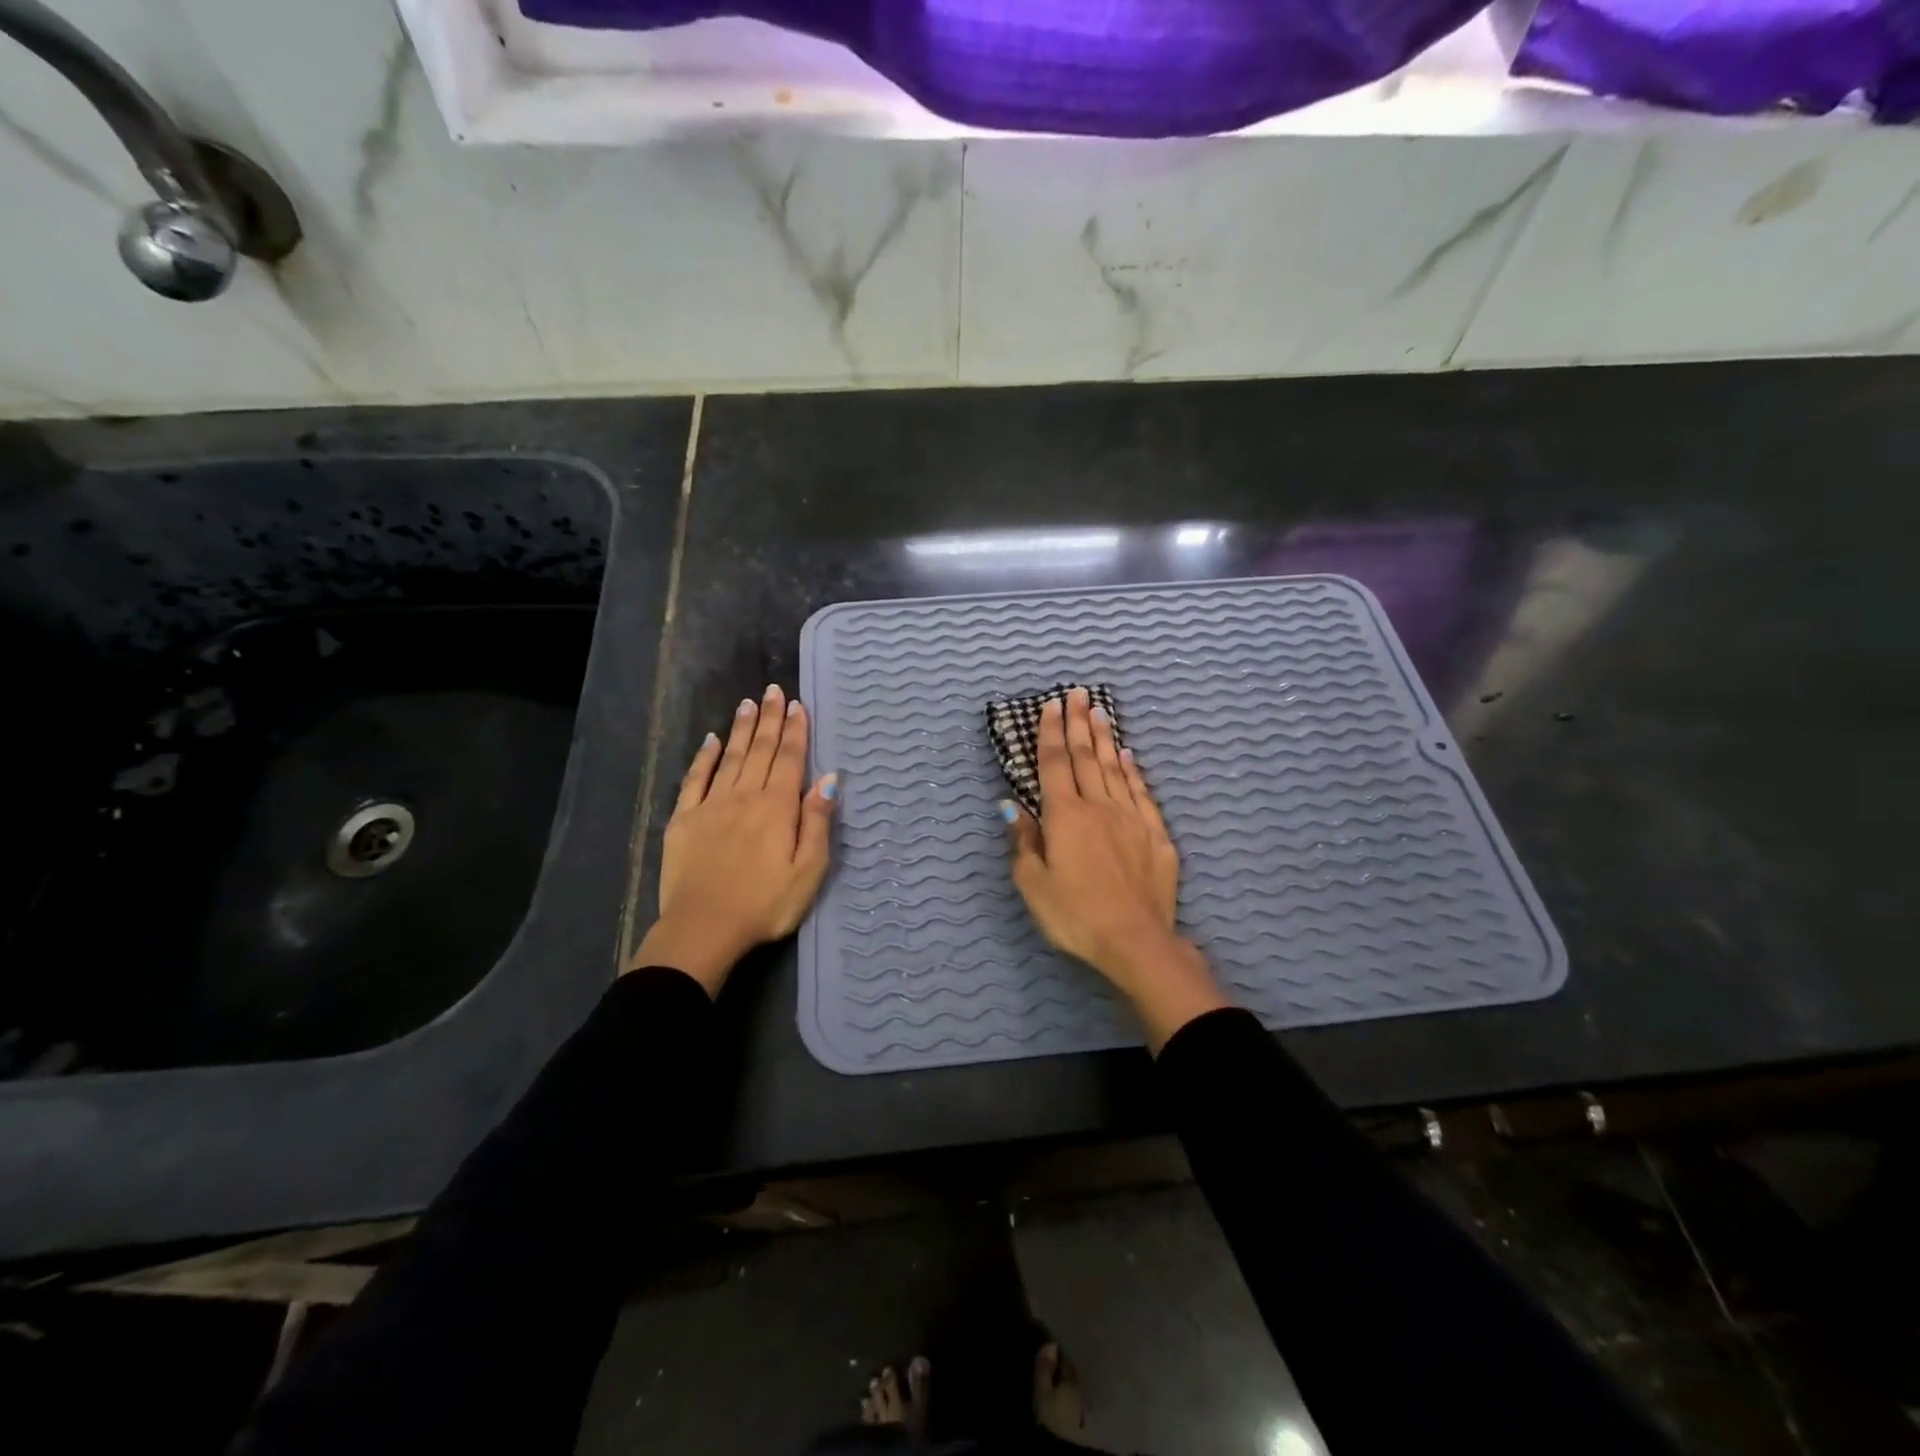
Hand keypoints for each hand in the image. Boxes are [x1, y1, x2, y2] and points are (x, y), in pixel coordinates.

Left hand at [629, 684, 835, 994]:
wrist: (704, 928)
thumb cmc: (765, 904)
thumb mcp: (808, 870)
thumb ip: (817, 822)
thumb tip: (828, 779)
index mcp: (777, 807)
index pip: (790, 759)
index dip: (795, 731)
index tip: (797, 705)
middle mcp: (745, 796)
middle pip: (761, 750)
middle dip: (769, 719)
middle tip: (773, 691)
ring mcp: (711, 805)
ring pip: (730, 757)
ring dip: (741, 729)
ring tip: (748, 704)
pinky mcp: (684, 819)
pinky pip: (695, 779)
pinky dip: (704, 757)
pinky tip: (711, 740)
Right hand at [1004, 688, 1227, 1049]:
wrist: (1136, 941)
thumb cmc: (1075, 915)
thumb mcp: (1033, 884)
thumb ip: (1023, 841)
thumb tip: (1011, 806)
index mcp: (1064, 816)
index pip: (1054, 764)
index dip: (1050, 732)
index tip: (1052, 705)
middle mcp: (1098, 807)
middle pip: (1086, 757)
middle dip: (1079, 723)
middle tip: (1078, 693)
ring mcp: (1131, 818)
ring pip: (1115, 768)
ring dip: (1106, 738)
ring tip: (1100, 711)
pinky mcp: (1155, 835)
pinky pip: (1141, 792)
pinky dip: (1133, 770)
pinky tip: (1129, 756)